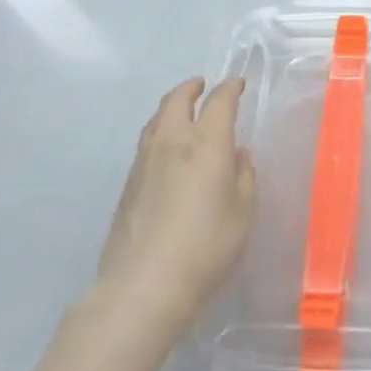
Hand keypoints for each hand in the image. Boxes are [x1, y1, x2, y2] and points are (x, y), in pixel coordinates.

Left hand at [95, 77, 256, 329]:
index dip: (230, 88)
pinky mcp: (127, 185)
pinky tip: (167, 150)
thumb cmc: (206, 245)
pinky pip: (146, 143)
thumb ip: (243, 176)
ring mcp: (144, 162)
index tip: (238, 84)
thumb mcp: (243, 211)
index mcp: (207, 143)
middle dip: (191, 88)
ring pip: (156, 119)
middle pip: (177, 100)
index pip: (219, 101)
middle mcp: (173, 142)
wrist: (144, 285)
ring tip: (182, 111)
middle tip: (202, 85)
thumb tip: (236, 155)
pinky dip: (159, 132)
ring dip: (171, 107)